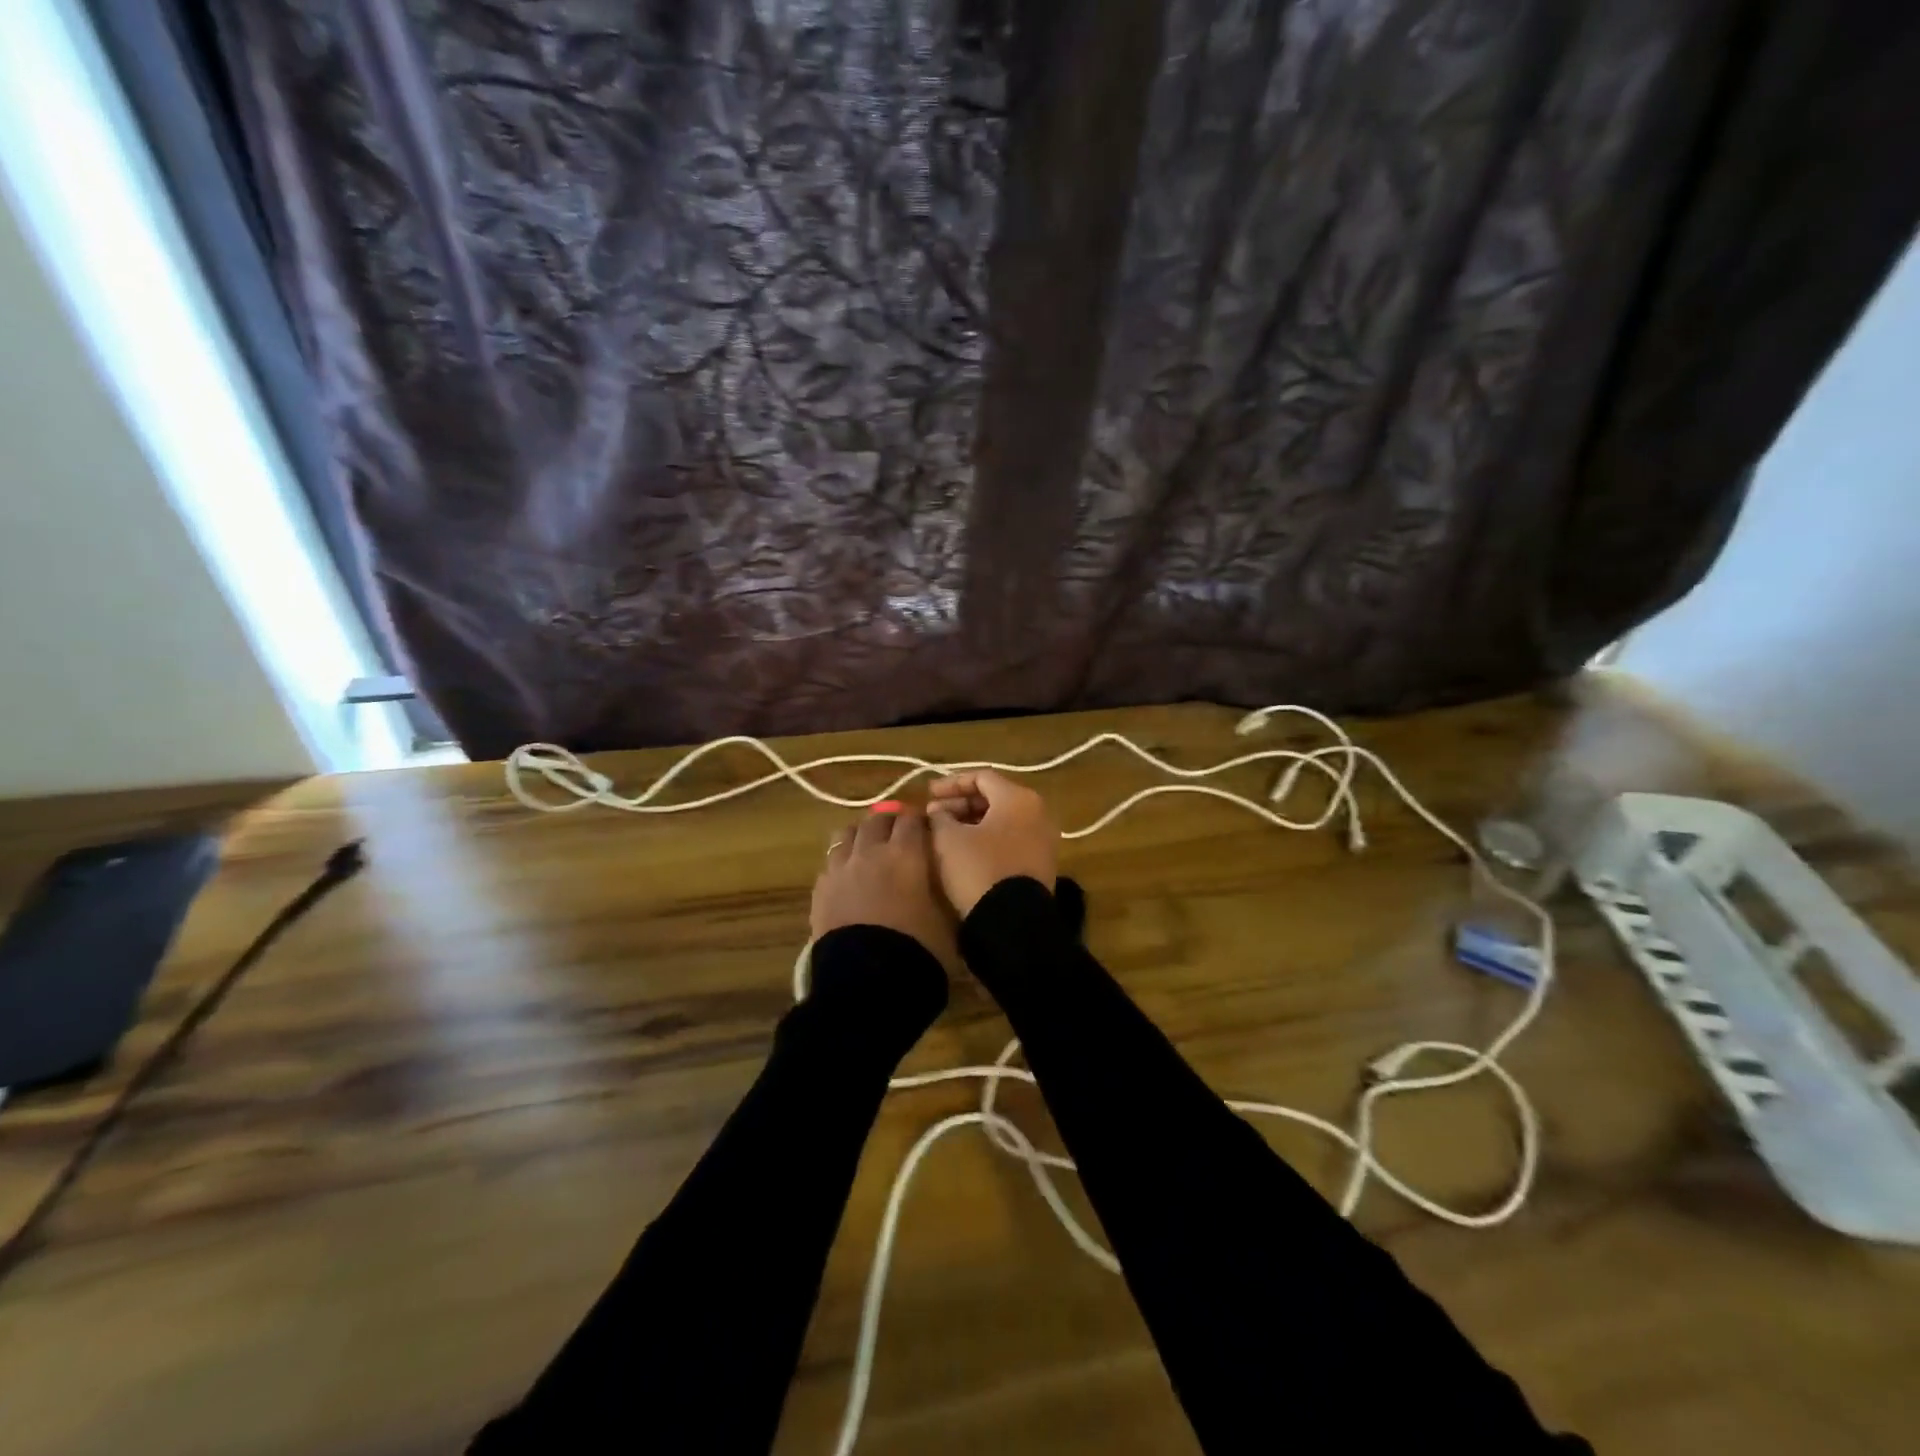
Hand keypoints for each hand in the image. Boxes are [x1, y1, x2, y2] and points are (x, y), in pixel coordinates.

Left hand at [811, 806, 956, 961]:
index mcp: (906, 854)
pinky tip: (848, 877)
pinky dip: (842, 862)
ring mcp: (840, 869)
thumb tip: (942, 882)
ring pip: (846, 834)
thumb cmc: (918, 949)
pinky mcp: (820, 890)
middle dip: (889, 821)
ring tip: (869, 847)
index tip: (926, 828)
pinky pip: (831, 863)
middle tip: (899, 833)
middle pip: (876, 820)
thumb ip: (943, 892)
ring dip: (860, 835)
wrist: (867, 982)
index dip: (919, 820)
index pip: (912, 820)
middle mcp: (870, 852)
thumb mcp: (947, 920)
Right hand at [925, 770, 1057, 916]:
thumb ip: (940, 817)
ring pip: (1002, 820)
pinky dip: (987, 838)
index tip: (927, 796)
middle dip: (960, 803)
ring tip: (945, 833)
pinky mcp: (1040, 863)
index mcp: (1018, 798)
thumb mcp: (948, 839)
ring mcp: (1043, 839)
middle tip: (934, 815)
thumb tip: (939, 811)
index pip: (981, 777)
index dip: (951, 783)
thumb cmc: (979, 869)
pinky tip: (965, 851)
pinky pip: (1011, 839)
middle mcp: (1037, 812)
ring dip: (972, 822)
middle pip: (994, 797)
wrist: (1012, 922)